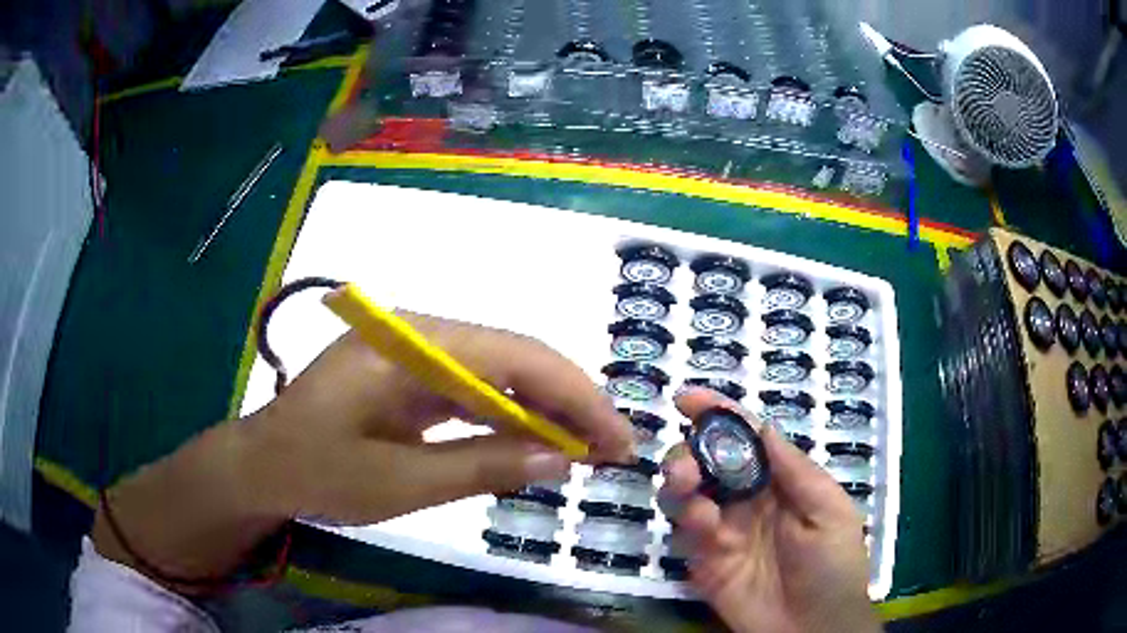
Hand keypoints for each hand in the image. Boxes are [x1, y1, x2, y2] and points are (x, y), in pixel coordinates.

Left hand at [247, 310, 633, 522]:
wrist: (263, 465)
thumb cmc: (318, 473)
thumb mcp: (401, 482)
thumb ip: (484, 466)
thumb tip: (562, 459)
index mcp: (410, 344)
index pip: (513, 356)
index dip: (574, 394)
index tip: (617, 436)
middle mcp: (419, 335)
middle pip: (513, 358)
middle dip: (569, 402)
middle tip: (614, 448)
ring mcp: (414, 354)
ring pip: (498, 374)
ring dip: (544, 411)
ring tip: (588, 449)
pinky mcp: (411, 378)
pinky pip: (473, 392)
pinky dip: (509, 419)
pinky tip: (536, 443)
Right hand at [660, 388, 878, 632]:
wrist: (814, 628)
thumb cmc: (833, 566)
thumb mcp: (829, 512)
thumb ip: (796, 471)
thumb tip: (763, 426)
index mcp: (779, 483)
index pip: (745, 439)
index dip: (717, 414)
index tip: (686, 398)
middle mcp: (746, 501)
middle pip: (707, 462)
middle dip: (689, 453)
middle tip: (686, 466)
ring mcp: (723, 532)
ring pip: (686, 493)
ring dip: (680, 483)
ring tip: (689, 490)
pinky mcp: (704, 563)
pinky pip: (683, 534)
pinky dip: (686, 521)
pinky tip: (704, 526)